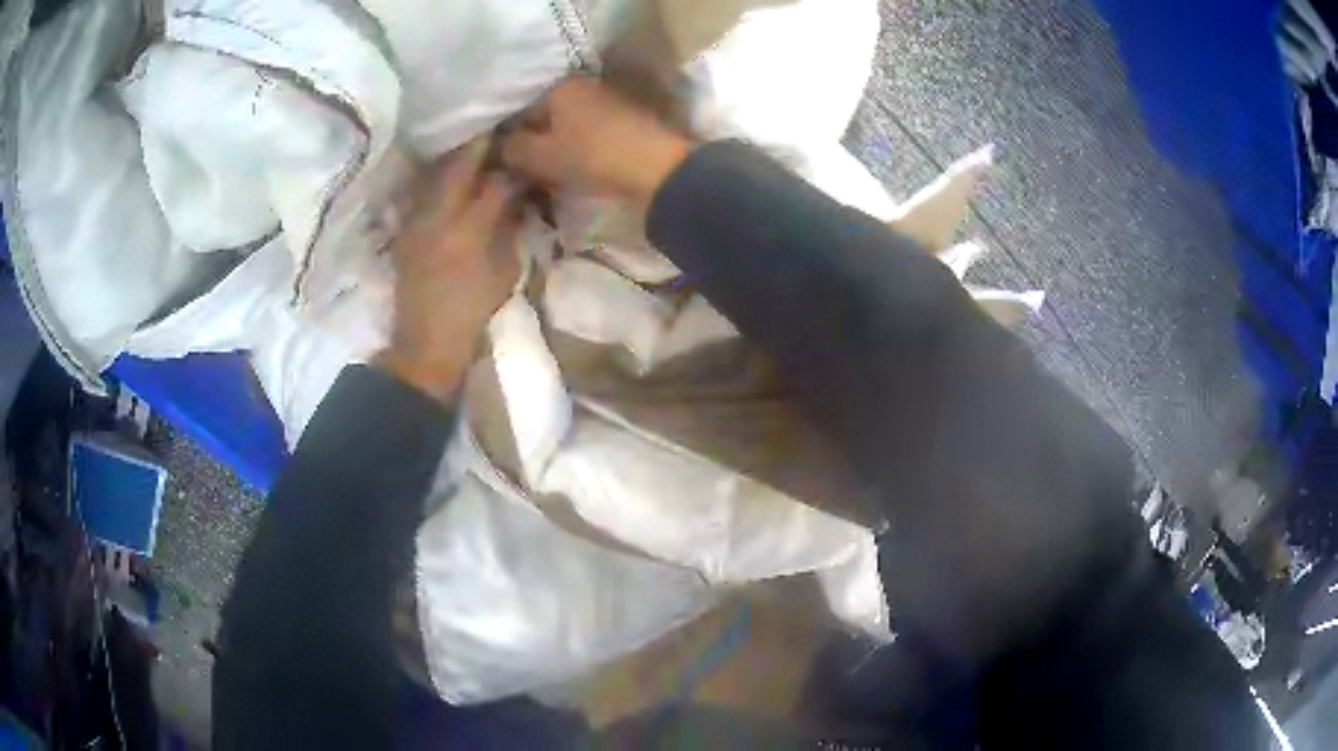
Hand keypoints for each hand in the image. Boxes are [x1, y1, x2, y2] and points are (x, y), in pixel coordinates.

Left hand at [378, 140, 521, 401]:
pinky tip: (449, 173)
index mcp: (469, 230)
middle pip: (459, 165)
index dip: (513, 165)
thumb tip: (516, 198)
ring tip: (474, 143)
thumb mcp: (505, 271)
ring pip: (436, 174)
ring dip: (456, 156)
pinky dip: (437, 177)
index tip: (526, 151)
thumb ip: (510, 228)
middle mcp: (438, 216)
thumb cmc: (472, 311)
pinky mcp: (404, 230)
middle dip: (480, 144)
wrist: (425, 341)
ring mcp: (416, 221)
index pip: (496, 183)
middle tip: (498, 128)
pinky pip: (421, 192)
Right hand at [501, 77, 692, 206]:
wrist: (660, 171)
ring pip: (568, 125)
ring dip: (556, 147)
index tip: (504, 163)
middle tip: (524, 172)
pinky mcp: (626, 122)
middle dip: (533, 141)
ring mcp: (608, 102)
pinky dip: (578, 149)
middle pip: (546, 116)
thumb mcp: (541, 156)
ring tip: (547, 175)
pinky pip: (589, 134)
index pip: (520, 109)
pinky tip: (574, 170)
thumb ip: (512, 148)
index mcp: (560, 86)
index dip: (508, 137)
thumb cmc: (593, 157)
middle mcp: (584, 86)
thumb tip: (500, 145)